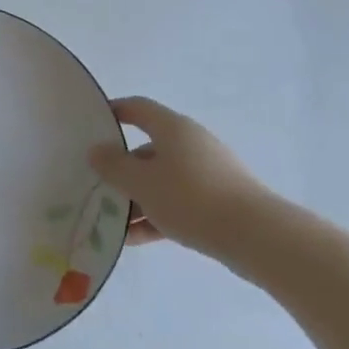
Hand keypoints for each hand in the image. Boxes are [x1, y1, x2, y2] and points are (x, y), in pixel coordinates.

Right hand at [87, 97, 285, 258]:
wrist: (257, 237)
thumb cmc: (191, 198)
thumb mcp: (141, 182)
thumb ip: (113, 166)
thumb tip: (97, 150)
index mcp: (172, 129)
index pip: (137, 108)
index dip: (114, 112)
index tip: (91, 125)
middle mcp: (191, 144)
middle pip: (147, 150)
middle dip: (121, 170)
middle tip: (97, 187)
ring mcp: (208, 173)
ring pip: (162, 180)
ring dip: (137, 199)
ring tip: (113, 223)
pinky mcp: (219, 201)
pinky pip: (179, 202)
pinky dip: (157, 215)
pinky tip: (137, 239)